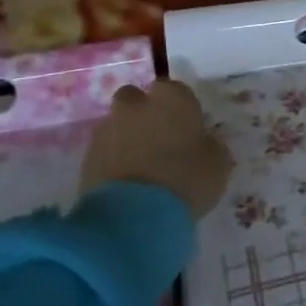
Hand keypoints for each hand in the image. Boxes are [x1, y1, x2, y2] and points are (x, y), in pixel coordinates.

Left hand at [79, 79, 232, 220]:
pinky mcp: (86, 156)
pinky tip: (128, 183)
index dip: (180, 108)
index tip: (187, 128)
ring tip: (142, 167)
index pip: (175, 90)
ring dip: (128, 137)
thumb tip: (205, 142)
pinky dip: (114, 160)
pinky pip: (105, 151)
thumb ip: (212, 146)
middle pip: (136, 99)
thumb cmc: (186, 179)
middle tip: (160, 140)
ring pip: (118, 124)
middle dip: (144, 113)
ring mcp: (107, 129)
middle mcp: (136, 105)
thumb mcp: (218, 164)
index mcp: (172, 99)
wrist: (133, 215)